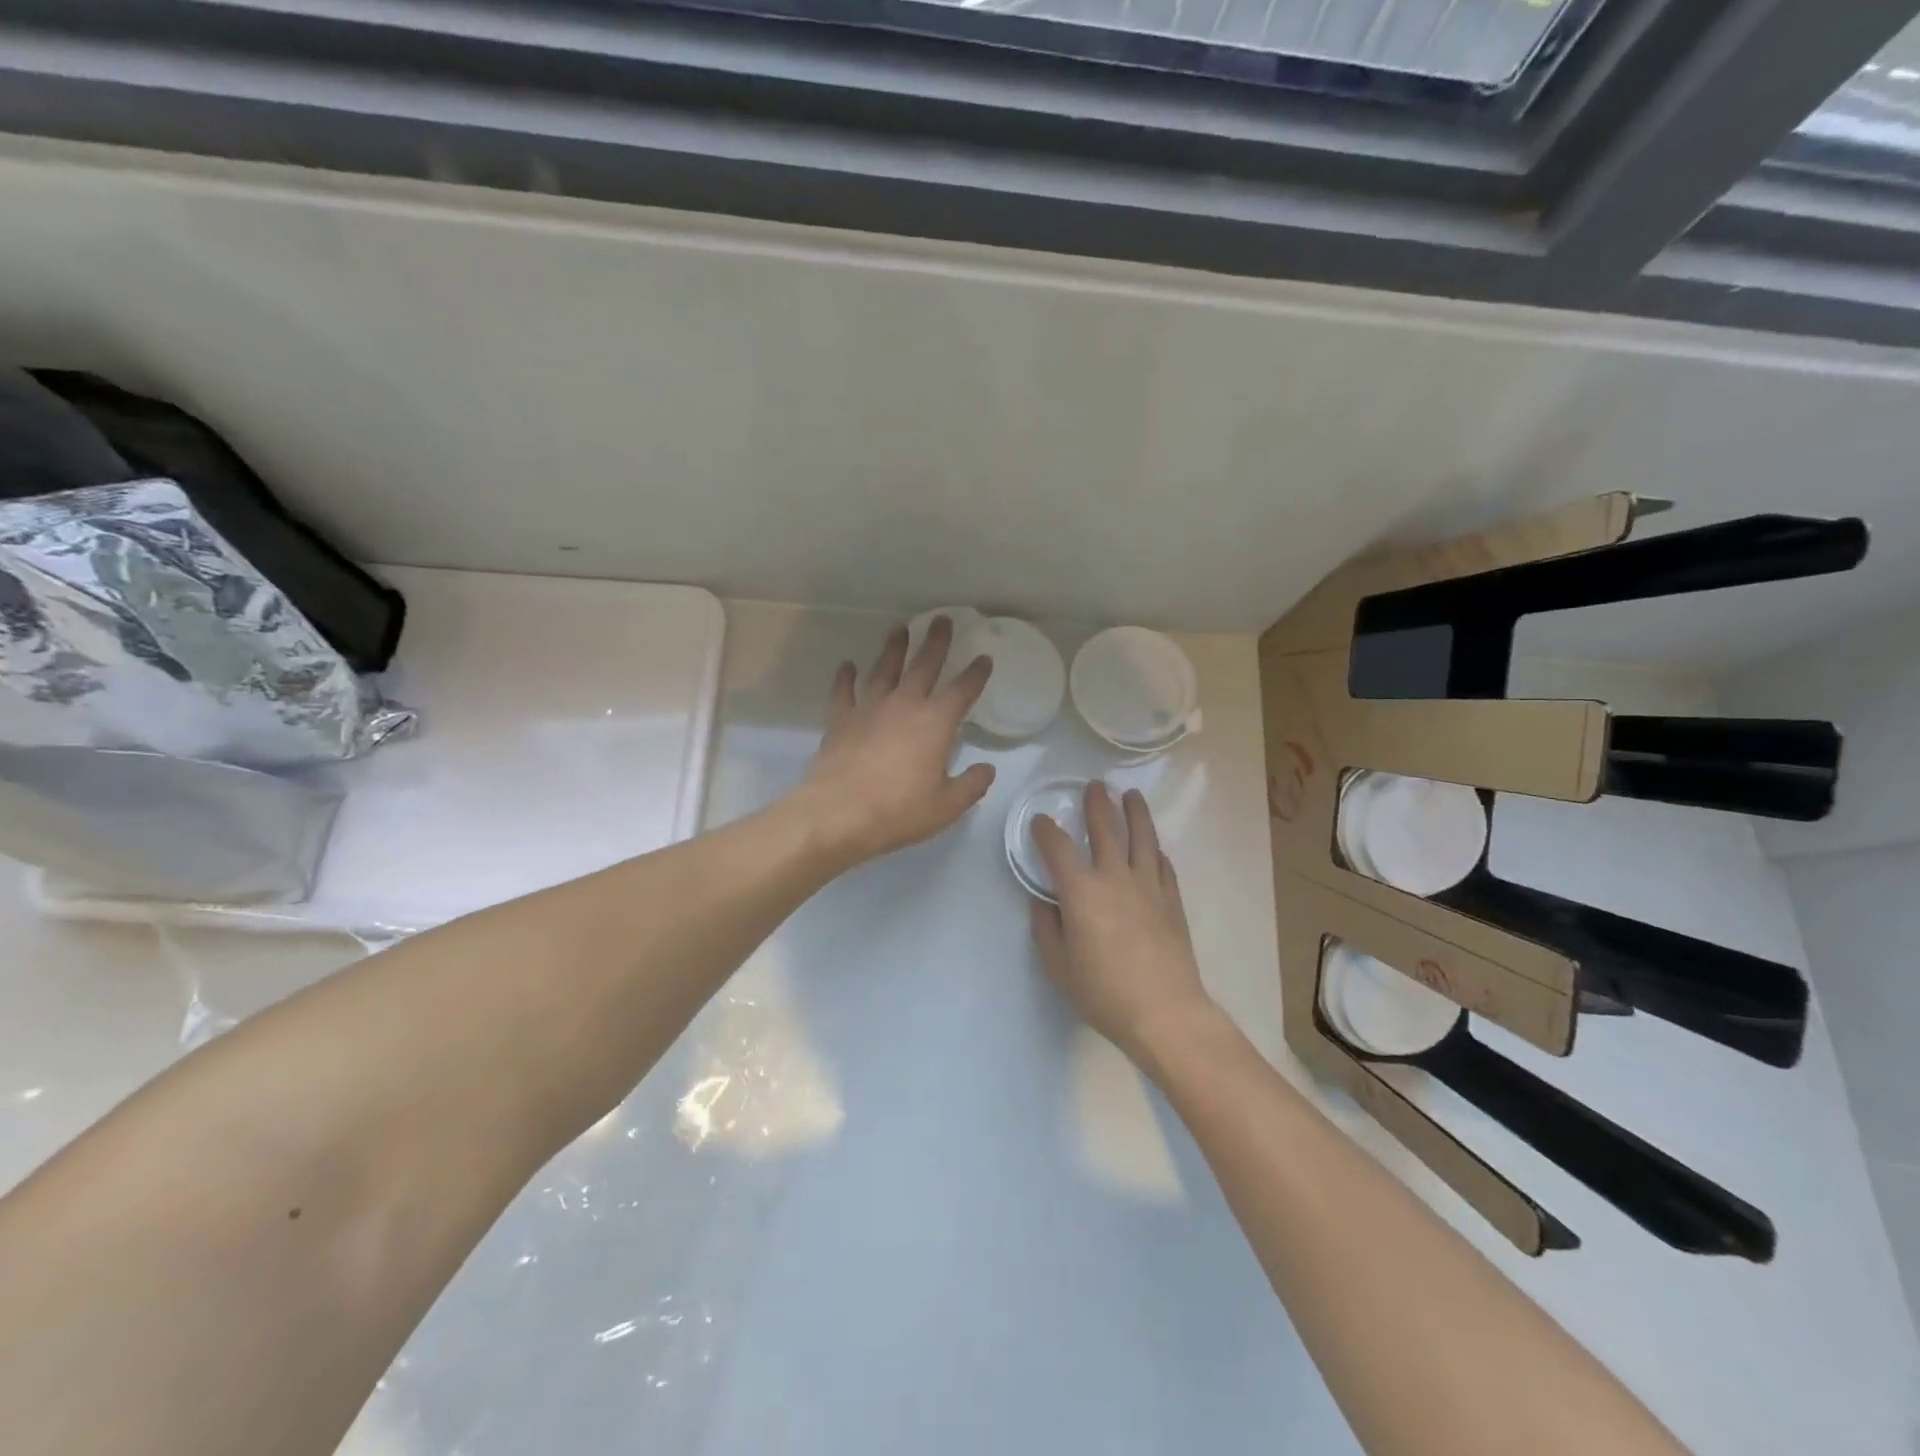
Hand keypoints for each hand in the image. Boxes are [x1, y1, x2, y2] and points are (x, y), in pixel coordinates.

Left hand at [796, 616, 996, 865]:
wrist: (839, 813)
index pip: (962, 690)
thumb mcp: (946, 806)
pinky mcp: (840, 720)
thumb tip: (987, 770)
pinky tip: (848, 666)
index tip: (984, 658)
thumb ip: (971, 785)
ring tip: (899, 629)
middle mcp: (904, 705)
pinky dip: (846, 677)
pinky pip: (843, 691)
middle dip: (935, 642)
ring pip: (884, 669)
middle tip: (942, 619)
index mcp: (935, 723)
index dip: (976, 673)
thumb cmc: (899, 810)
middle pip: (923, 665)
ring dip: (893, 648)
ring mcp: (869, 709)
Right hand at [1031, 783, 1212, 1063]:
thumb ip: (1046, 929)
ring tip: (1131, 794)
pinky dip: (1155, 850)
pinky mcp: (1171, 899)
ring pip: (1142, 837)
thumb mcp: (1059, 967)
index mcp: (1081, 891)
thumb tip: (1043, 902)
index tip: (1040, 821)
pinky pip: (1162, 864)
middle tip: (1095, 785)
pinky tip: (1154, 846)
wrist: (1164, 1011)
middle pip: (1106, 829)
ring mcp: (1148, 885)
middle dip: (1097, 804)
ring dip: (1135, 812)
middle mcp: (1114, 877)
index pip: (1058, 849)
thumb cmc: (1103, 992)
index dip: (1046, 831)